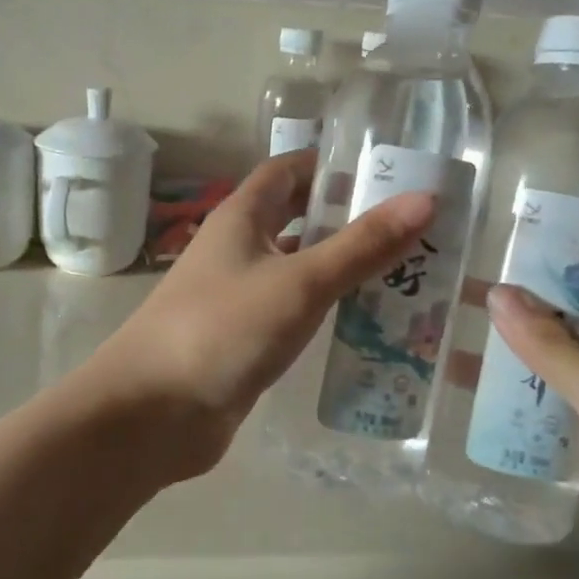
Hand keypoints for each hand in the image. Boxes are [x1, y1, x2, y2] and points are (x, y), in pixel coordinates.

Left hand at [94, 151, 434, 480]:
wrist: (153, 413)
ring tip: (407, 270)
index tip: (387, 171)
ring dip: (342, 265)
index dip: (331, 164)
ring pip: (298, 266)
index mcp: (241, 217)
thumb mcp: (299, 282)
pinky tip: (367, 321)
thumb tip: (425, 199)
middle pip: (296, 217)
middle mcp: (238, 247)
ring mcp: (239, 294)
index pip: (288, 170)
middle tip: (411, 225)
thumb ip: (361, 245)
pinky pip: (294, 310)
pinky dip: (327, 308)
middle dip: (347, 217)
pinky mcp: (245, 337)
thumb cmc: (223, 329)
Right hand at [486, 248, 578, 578]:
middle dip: (543, 295)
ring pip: (577, 366)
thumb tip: (498, 292)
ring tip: (466, 334)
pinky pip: (570, 416)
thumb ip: (559, 351)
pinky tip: (489, 404)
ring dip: (531, 350)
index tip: (535, 225)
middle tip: (477, 280)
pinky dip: (534, 402)